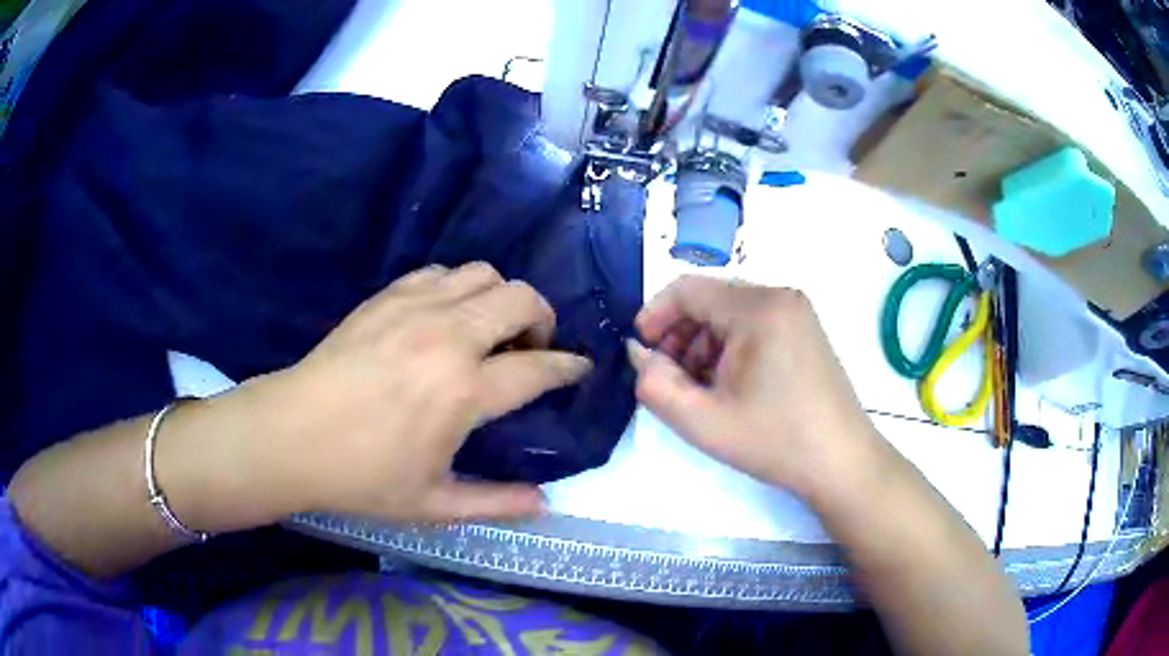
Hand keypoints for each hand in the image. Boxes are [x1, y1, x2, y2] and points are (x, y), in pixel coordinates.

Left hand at [231, 262, 591, 523]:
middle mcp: (448, 337)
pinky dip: (459, 287)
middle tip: (532, 348)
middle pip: (521, 299)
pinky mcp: (387, 297)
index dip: (569, 367)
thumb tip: (545, 503)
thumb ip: (495, 503)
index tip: (579, 369)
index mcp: (463, 391)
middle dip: (542, 319)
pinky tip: (446, 317)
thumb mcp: (432, 503)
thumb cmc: (362, 476)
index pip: (539, 368)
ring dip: (501, 298)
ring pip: (484, 274)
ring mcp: (415, 309)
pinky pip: (441, 272)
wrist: (292, 436)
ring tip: (490, 330)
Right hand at [628, 276, 884, 503]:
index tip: (640, 351)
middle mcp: (780, 296)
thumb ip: (655, 385)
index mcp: (757, 307)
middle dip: (679, 335)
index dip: (654, 315)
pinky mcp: (805, 331)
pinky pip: (754, 326)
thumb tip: (639, 354)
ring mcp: (797, 313)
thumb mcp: (703, 421)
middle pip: (710, 300)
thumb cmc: (775, 441)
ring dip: (703, 345)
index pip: (687, 289)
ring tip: (698, 389)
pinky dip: (730, 349)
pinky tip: (728, 386)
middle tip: (668, 378)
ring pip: (731, 314)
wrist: (841, 462)